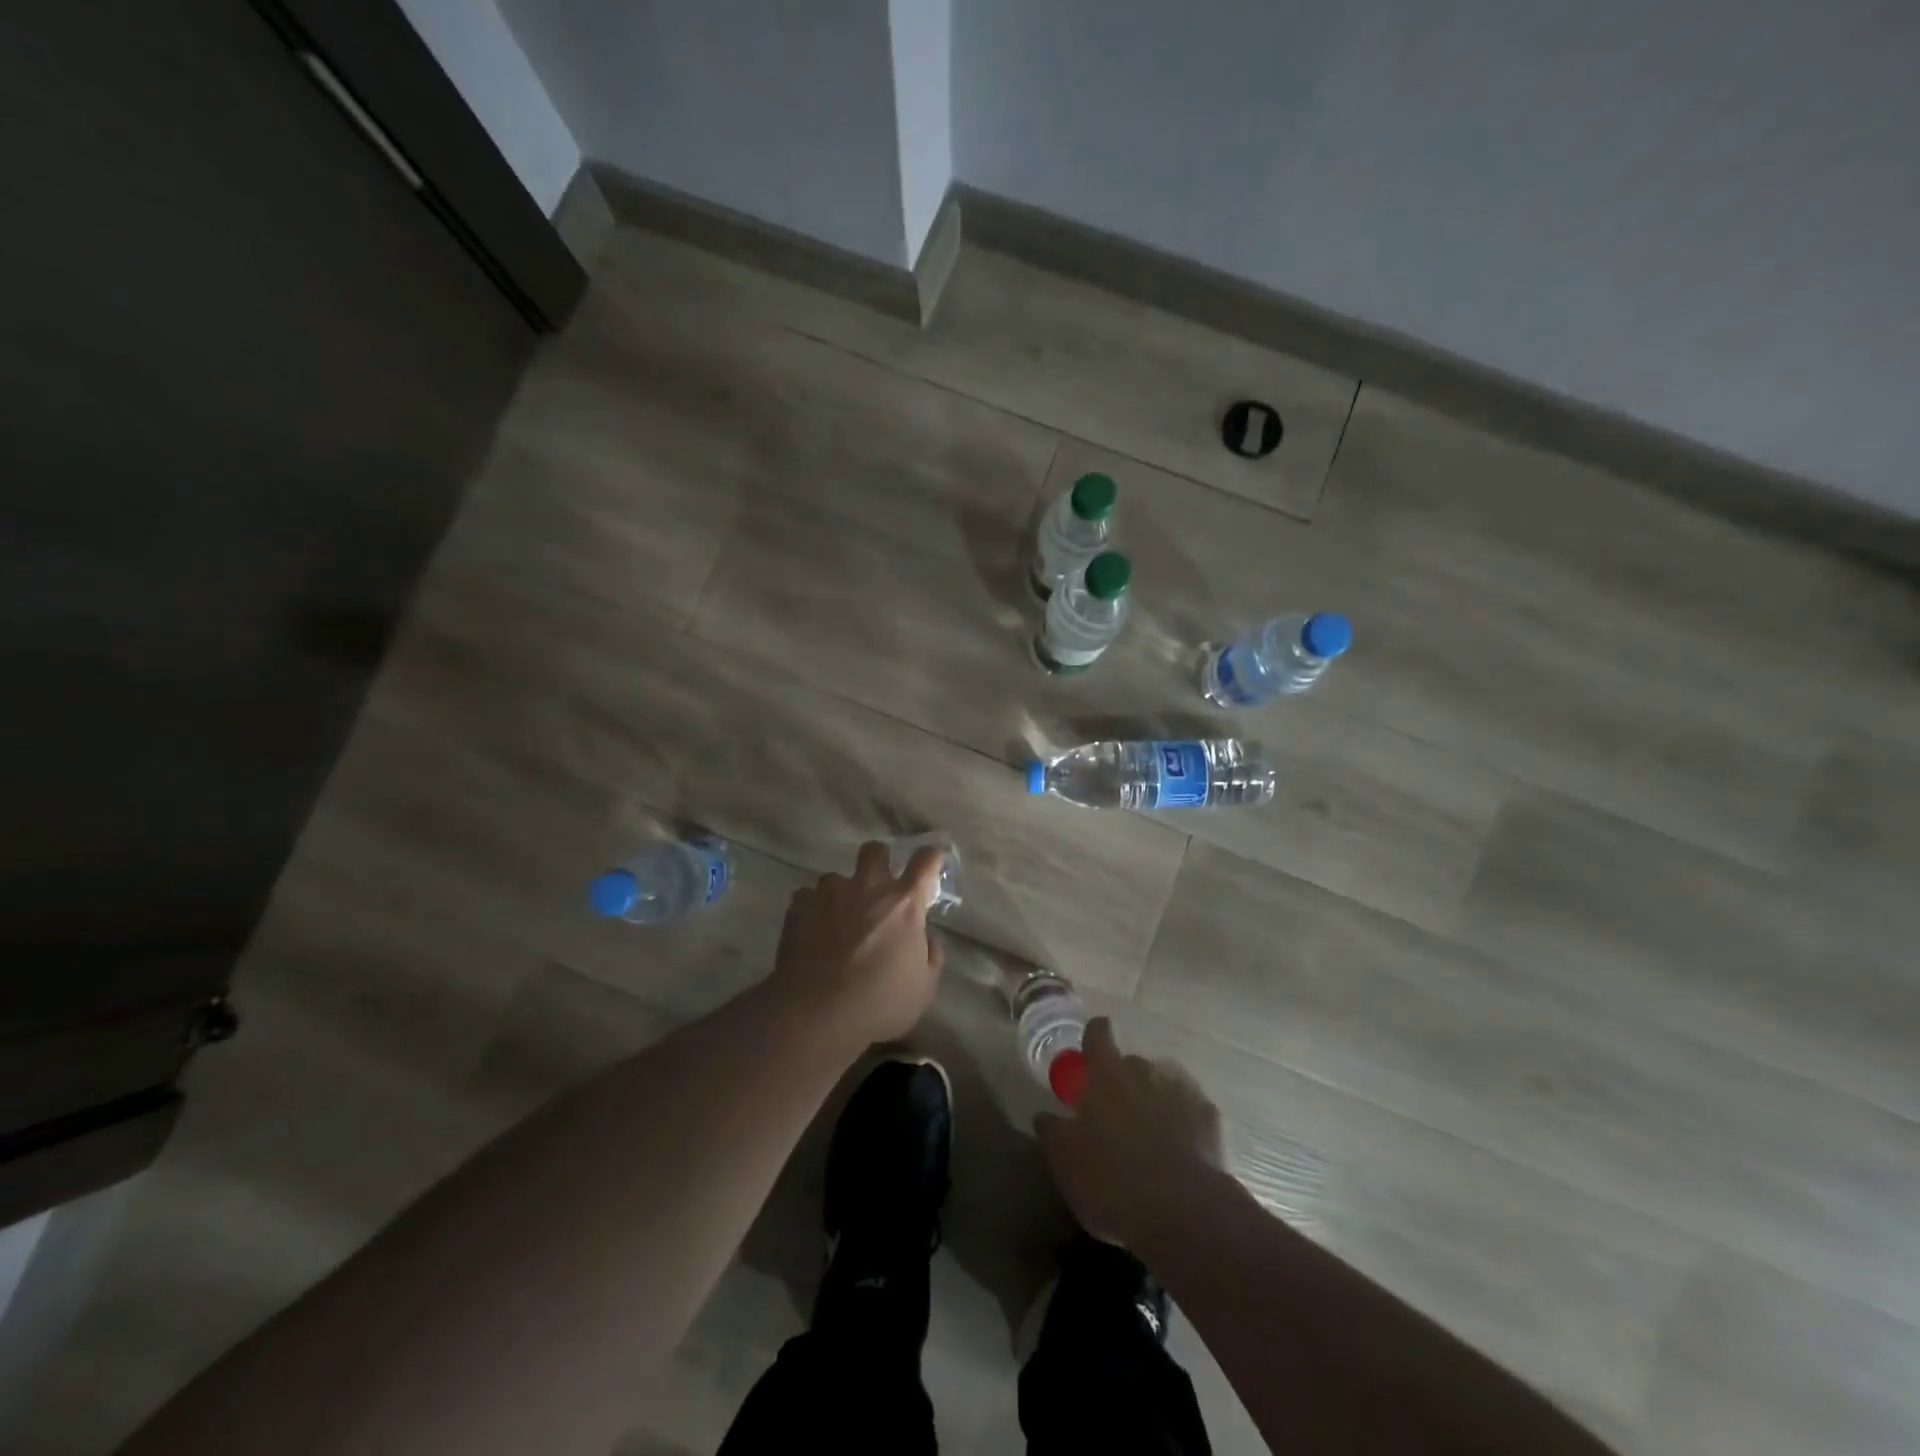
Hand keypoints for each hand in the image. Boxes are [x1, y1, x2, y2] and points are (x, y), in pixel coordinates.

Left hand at [770, 841, 945, 1046]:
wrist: (817, 1011)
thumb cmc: (880, 1002)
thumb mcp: (923, 990)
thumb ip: (931, 958)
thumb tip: (928, 940)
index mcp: (905, 903)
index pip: (926, 861)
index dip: (931, 858)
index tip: (930, 864)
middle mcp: (868, 887)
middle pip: (875, 850)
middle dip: (878, 861)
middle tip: (877, 887)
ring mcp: (830, 893)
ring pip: (836, 878)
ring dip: (840, 894)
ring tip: (836, 922)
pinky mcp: (799, 906)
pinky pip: (807, 898)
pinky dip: (812, 911)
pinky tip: (811, 934)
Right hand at [1036, 1018, 1226, 1247]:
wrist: (1182, 1212)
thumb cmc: (1111, 1180)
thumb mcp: (1065, 1161)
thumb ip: (1052, 1131)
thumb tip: (1044, 1115)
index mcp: (1105, 1075)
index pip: (1098, 1034)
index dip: (1093, 1036)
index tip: (1090, 1049)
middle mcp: (1143, 1072)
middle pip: (1131, 1063)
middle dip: (1123, 1081)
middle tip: (1115, 1114)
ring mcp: (1180, 1092)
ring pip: (1162, 1085)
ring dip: (1153, 1101)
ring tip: (1149, 1137)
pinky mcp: (1209, 1119)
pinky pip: (1190, 1112)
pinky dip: (1183, 1123)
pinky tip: (1180, 1151)